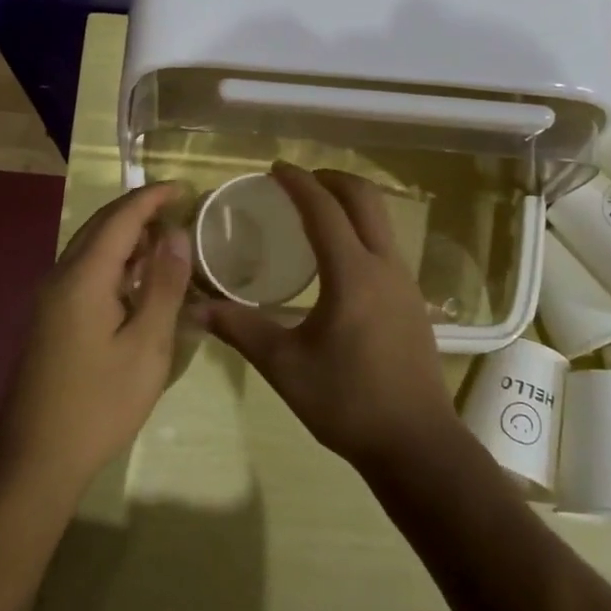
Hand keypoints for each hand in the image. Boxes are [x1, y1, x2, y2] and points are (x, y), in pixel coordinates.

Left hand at [0, 182, 192, 487]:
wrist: (35, 458)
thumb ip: (164, 287)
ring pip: (91, 248)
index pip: (121, 217)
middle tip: (180, 210)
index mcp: (83, 277)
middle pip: (101, 226)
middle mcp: (61, 276)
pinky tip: (138, 279)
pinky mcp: (51, 319)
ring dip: (127, 236)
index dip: (153, 197)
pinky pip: (85, 271)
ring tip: (167, 240)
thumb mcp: (147, 346)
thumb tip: (177, 235)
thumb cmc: (100, 403)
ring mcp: (51, 298)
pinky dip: (115, 262)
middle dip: (140, 211)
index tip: (185, 188)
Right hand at [195, 163, 462, 479]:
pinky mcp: (413, 301)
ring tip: (316, 211)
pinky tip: (340, 259)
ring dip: (350, 203)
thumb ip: (240, 330)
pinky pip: (386, 245)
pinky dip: (362, 230)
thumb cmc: (347, 402)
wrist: (416, 443)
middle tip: (298, 181)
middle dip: (332, 179)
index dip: (299, 182)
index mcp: (353, 273)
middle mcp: (385, 266)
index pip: (324, 209)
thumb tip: (195, 309)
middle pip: (364, 199)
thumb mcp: (285, 366)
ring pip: (381, 220)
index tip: (275, 168)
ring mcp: (405, 282)